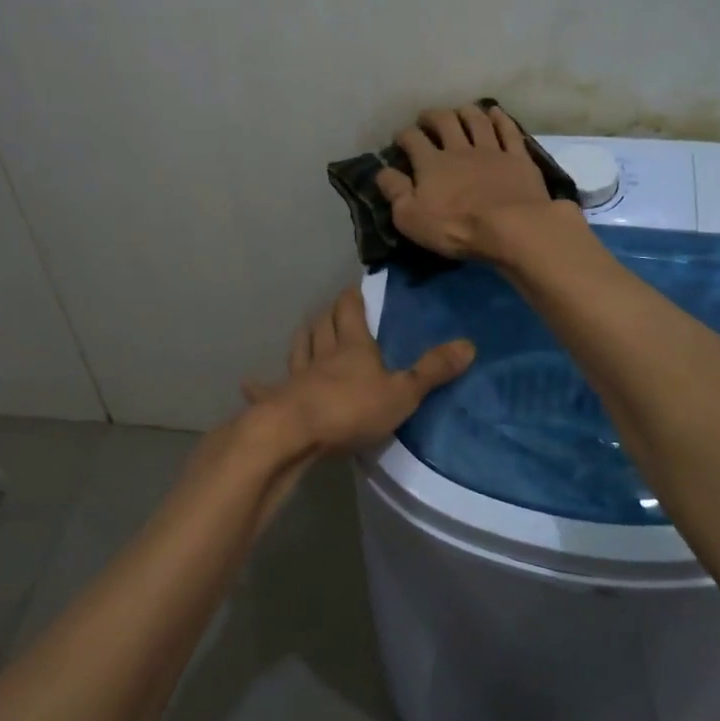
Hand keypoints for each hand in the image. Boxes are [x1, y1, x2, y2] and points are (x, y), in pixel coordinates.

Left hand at [243, 287, 473, 453]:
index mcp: (352, 347)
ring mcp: (296, 377)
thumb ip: (433, 371)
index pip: (350, 311)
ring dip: (305, 336)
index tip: (355, 288)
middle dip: (329, 313)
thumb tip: (469, 344)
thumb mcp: (402, 393)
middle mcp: (322, 354)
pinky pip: (267, 389)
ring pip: (299, 347)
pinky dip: (260, 385)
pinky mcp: (278, 400)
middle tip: (335, 307)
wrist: (295, 433)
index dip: (353, 297)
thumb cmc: (351, 409)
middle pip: (323, 324)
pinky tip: (250, 382)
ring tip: (308, 330)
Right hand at [375, 105, 562, 259]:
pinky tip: (496, 113)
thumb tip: (382, 171)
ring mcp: (492, 151)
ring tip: (459, 110)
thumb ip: (395, 192)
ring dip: (466, 112)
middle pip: (445, 122)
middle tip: (427, 118)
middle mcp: (460, 149)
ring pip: (476, 121)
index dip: (404, 135)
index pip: (413, 140)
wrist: (511, 227)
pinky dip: (501, 119)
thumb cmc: (456, 227)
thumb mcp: (411, 217)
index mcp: (431, 164)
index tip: (399, 137)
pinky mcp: (518, 159)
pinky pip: (508, 132)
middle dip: (433, 116)